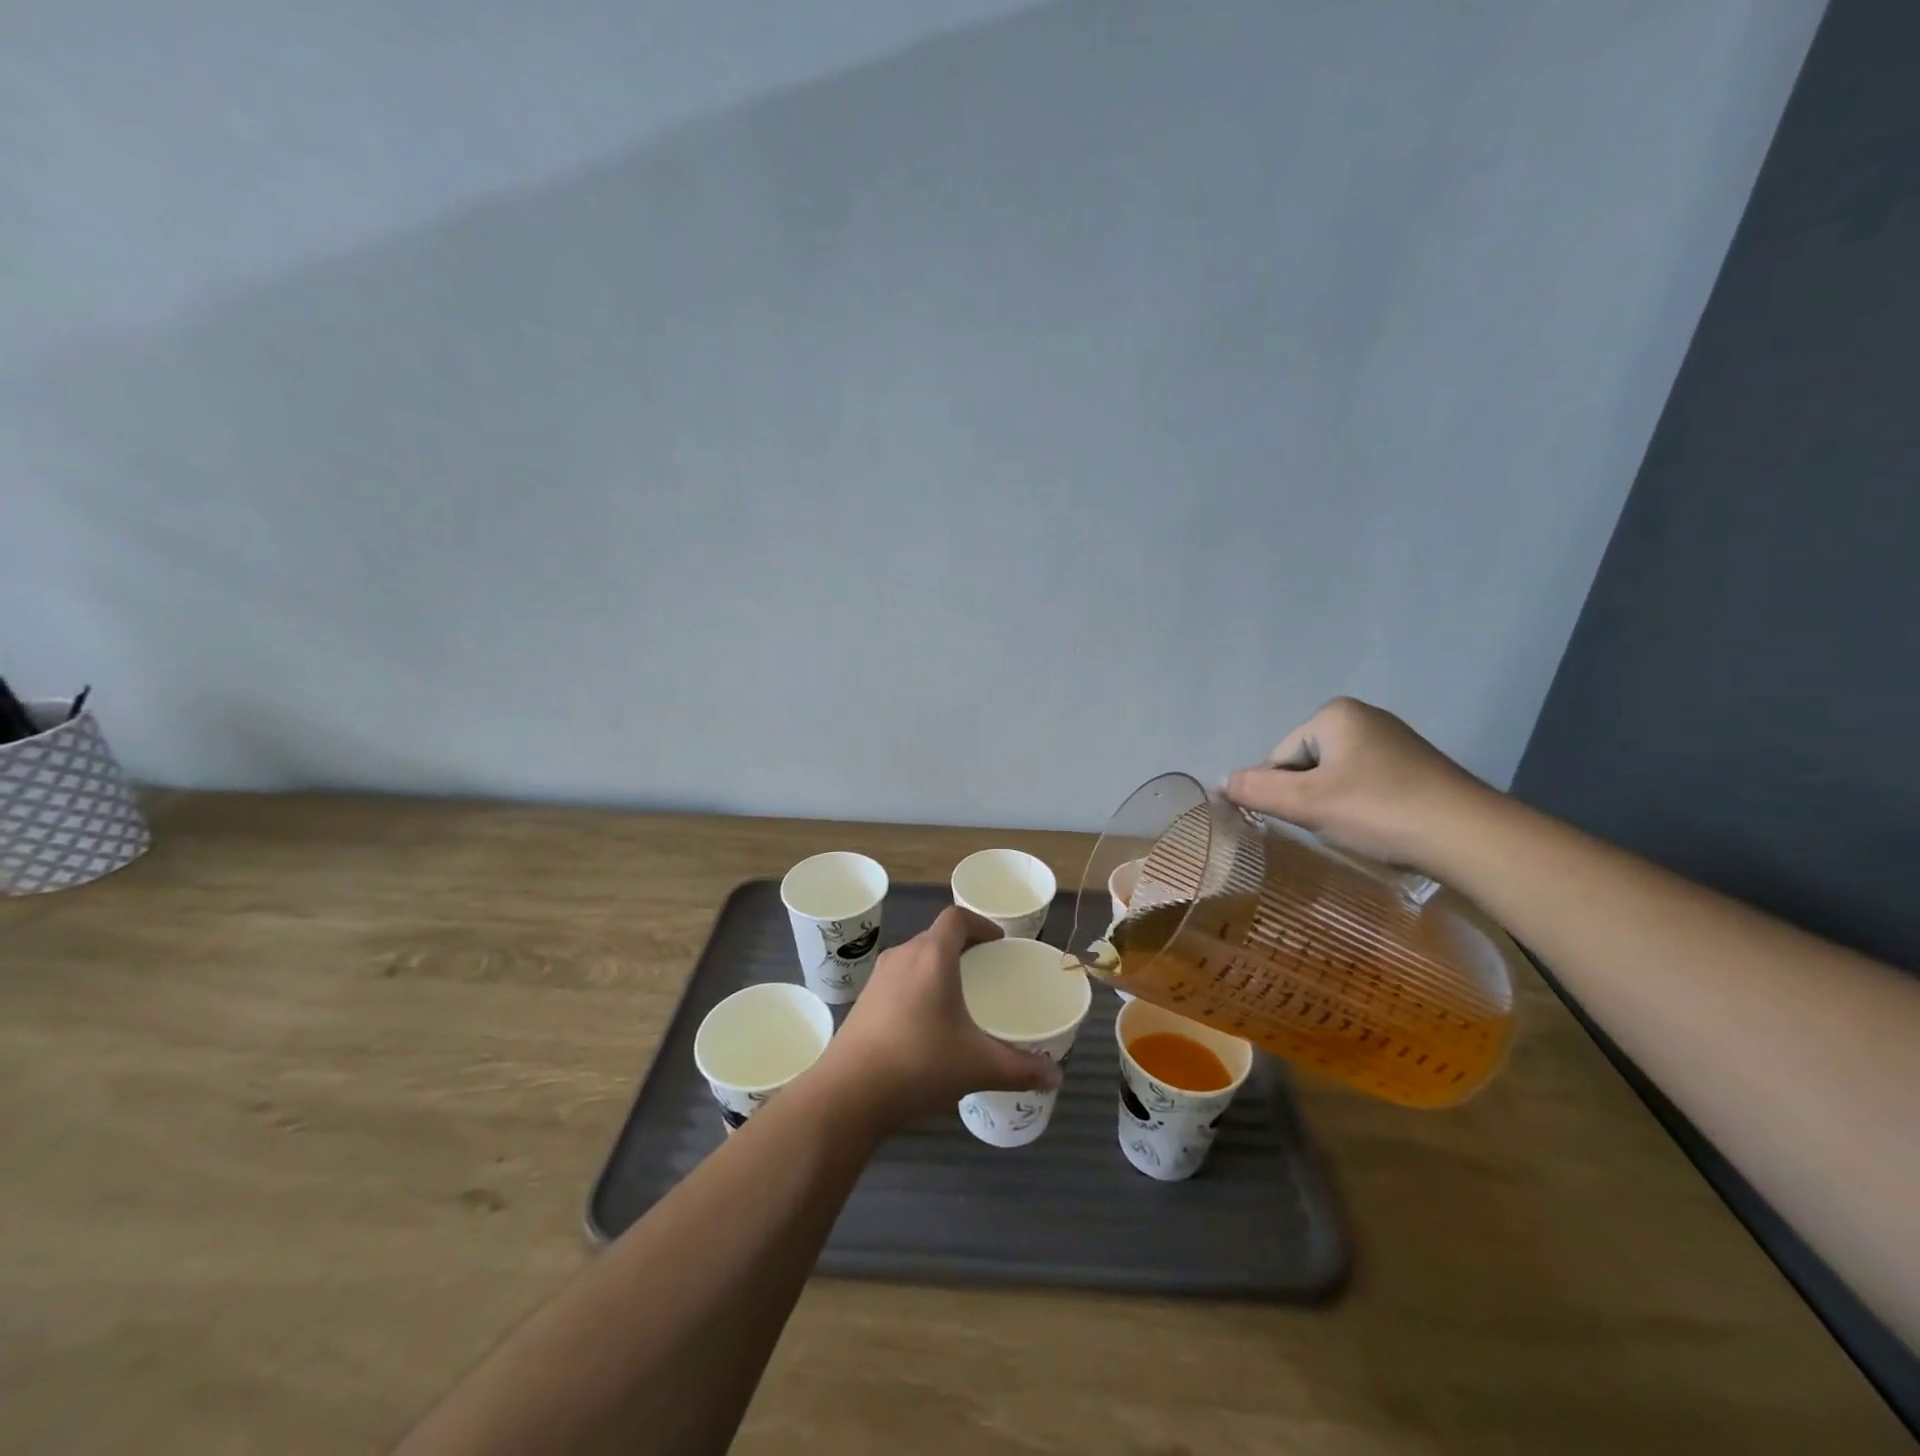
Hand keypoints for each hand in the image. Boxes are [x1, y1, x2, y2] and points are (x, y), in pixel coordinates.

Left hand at [810, 907, 1061, 1131]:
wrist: (848, 1093)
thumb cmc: (919, 1064)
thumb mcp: (977, 1066)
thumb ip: (1020, 1068)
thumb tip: (1055, 1077)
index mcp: (932, 956)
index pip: (956, 918)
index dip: (980, 923)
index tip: (999, 942)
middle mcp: (903, 956)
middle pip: (935, 936)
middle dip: (962, 946)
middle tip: (985, 968)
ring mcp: (878, 978)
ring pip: (915, 957)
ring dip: (937, 965)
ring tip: (959, 993)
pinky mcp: (863, 1001)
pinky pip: (898, 979)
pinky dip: (917, 985)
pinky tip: (926, 1021)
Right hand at [1222, 697, 1489, 868]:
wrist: (1470, 837)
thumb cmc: (1379, 810)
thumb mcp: (1306, 802)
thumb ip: (1255, 789)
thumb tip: (1219, 783)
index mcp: (1334, 714)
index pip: (1278, 757)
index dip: (1281, 793)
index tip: (1305, 819)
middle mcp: (1363, 717)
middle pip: (1305, 765)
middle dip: (1308, 797)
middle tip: (1329, 826)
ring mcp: (1393, 741)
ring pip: (1334, 778)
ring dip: (1333, 805)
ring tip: (1354, 830)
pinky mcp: (1415, 767)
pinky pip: (1365, 784)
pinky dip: (1361, 807)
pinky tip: (1377, 827)